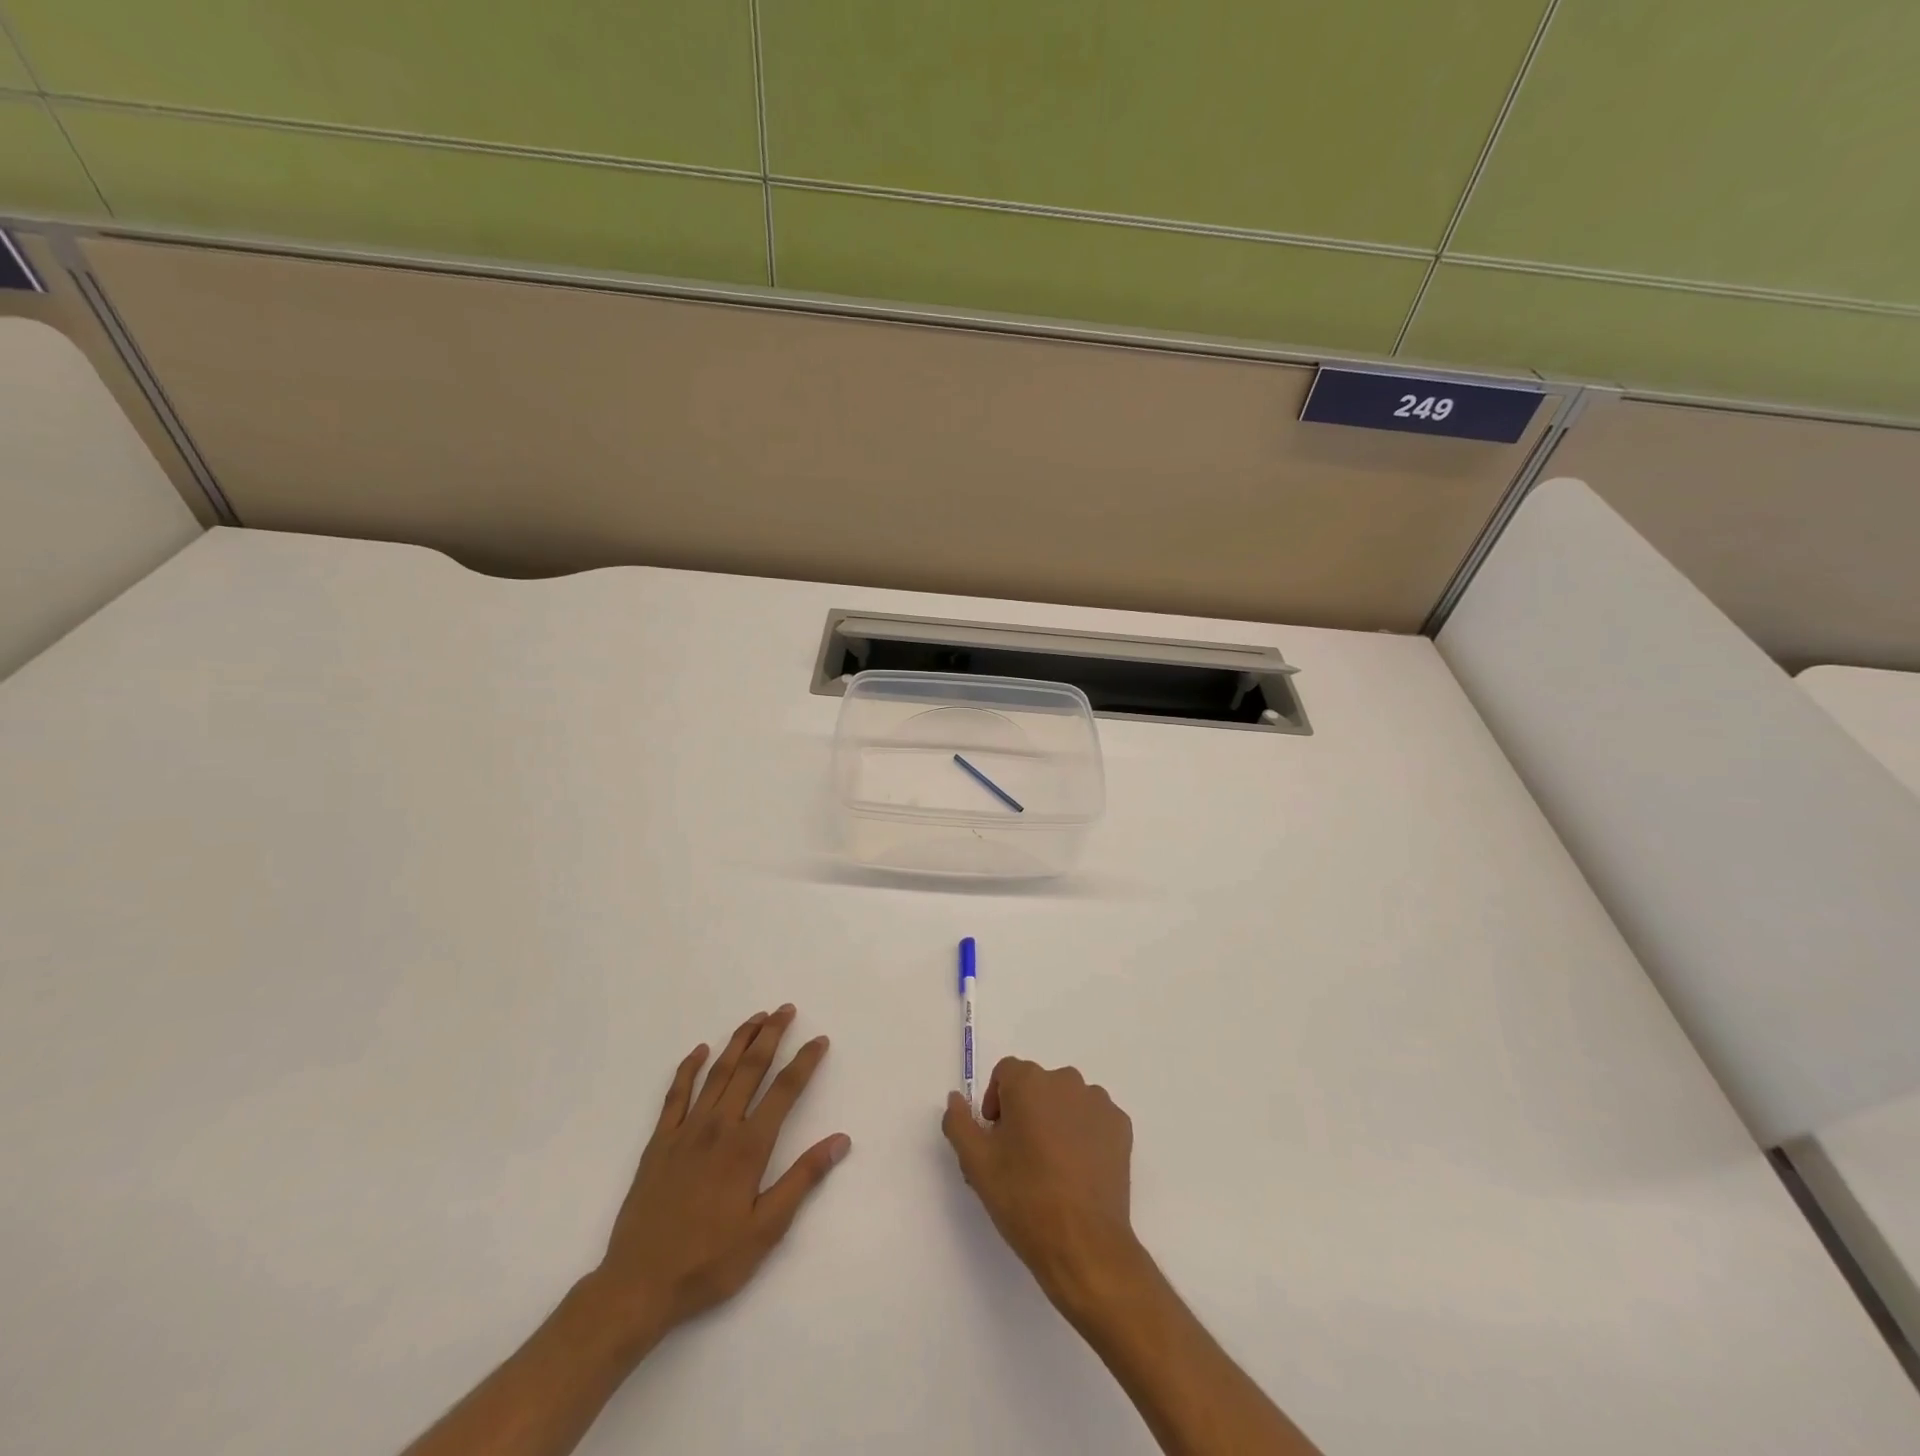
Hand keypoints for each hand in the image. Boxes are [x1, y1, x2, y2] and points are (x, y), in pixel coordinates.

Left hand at [587, 1006, 850, 1347]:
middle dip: (771, 1035)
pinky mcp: (659, 1142)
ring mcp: (686, 1131)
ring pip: (717, 1073)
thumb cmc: (709, 1262)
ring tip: (755, 1018)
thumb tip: (840, 1140)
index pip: (785, 1091)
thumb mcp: (766, 1230)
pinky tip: (700, 1051)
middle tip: (785, 1009)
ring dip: (738, 1041)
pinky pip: (676, 1094)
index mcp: (748, 1147)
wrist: (638, 1286)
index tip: (819, 1039)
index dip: (805, 1062)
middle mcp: (719, 1127)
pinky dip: (689, 1068)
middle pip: (750, 1068)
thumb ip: (803, 1179)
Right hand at [942, 1057, 1142, 1313]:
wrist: (1084, 1244)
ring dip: (1055, 1120)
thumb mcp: (976, 1162)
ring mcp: (1098, 1102)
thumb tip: (956, 1098)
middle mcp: (1066, 1080)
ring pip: (1066, 1101)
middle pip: (1037, 1086)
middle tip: (1020, 1157)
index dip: (996, 1102)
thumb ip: (959, 1122)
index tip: (996, 1139)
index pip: (1006, 1074)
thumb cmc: (1024, 1198)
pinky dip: (1083, 1134)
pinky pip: (1093, 1119)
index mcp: (1029, 1082)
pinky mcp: (1121, 1127)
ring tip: (1051, 1166)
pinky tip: (1078, 1170)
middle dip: (1025, 1112)